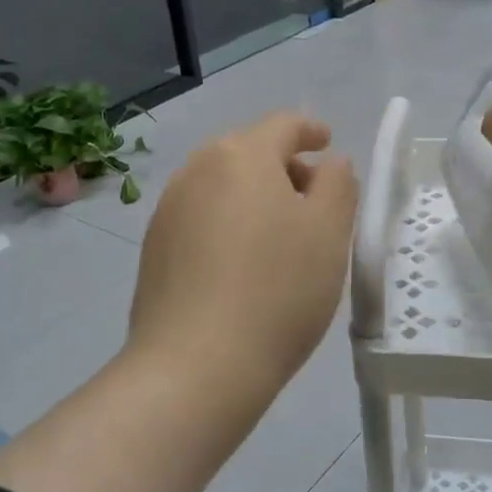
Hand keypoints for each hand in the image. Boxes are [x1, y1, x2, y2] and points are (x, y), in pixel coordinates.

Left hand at [127, 112, 358, 416]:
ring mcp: (168, 209)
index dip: (310, 130)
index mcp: (241, 155)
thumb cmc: (278, 290)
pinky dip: (227, 223)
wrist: (196, 366)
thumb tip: (330, 162)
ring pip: (221, 185)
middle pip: (247, 152)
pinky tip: (240, 263)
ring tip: (278, 234)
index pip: (283, 124)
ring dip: (253, 195)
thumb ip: (337, 185)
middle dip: (283, 166)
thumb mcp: (329, 233)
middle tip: (312, 199)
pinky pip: (200, 217)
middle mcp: (197, 170)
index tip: (328, 144)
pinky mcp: (154, 248)